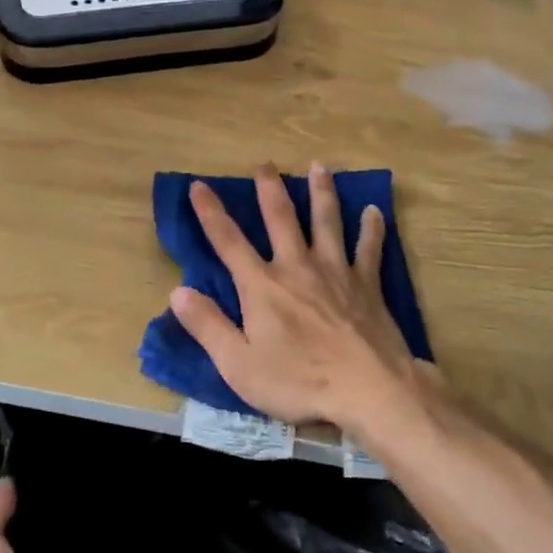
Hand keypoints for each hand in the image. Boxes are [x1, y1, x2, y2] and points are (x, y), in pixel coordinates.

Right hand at [169, 163, 418, 427]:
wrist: (369, 390)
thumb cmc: (299, 381)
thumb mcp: (239, 365)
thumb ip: (208, 326)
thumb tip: (177, 292)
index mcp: (262, 285)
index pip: (228, 241)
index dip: (210, 212)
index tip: (199, 184)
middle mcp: (296, 266)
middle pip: (280, 218)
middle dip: (269, 188)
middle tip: (264, 162)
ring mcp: (336, 271)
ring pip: (326, 221)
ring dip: (321, 192)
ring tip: (318, 166)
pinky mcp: (367, 284)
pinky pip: (369, 248)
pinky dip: (371, 228)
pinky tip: (374, 210)